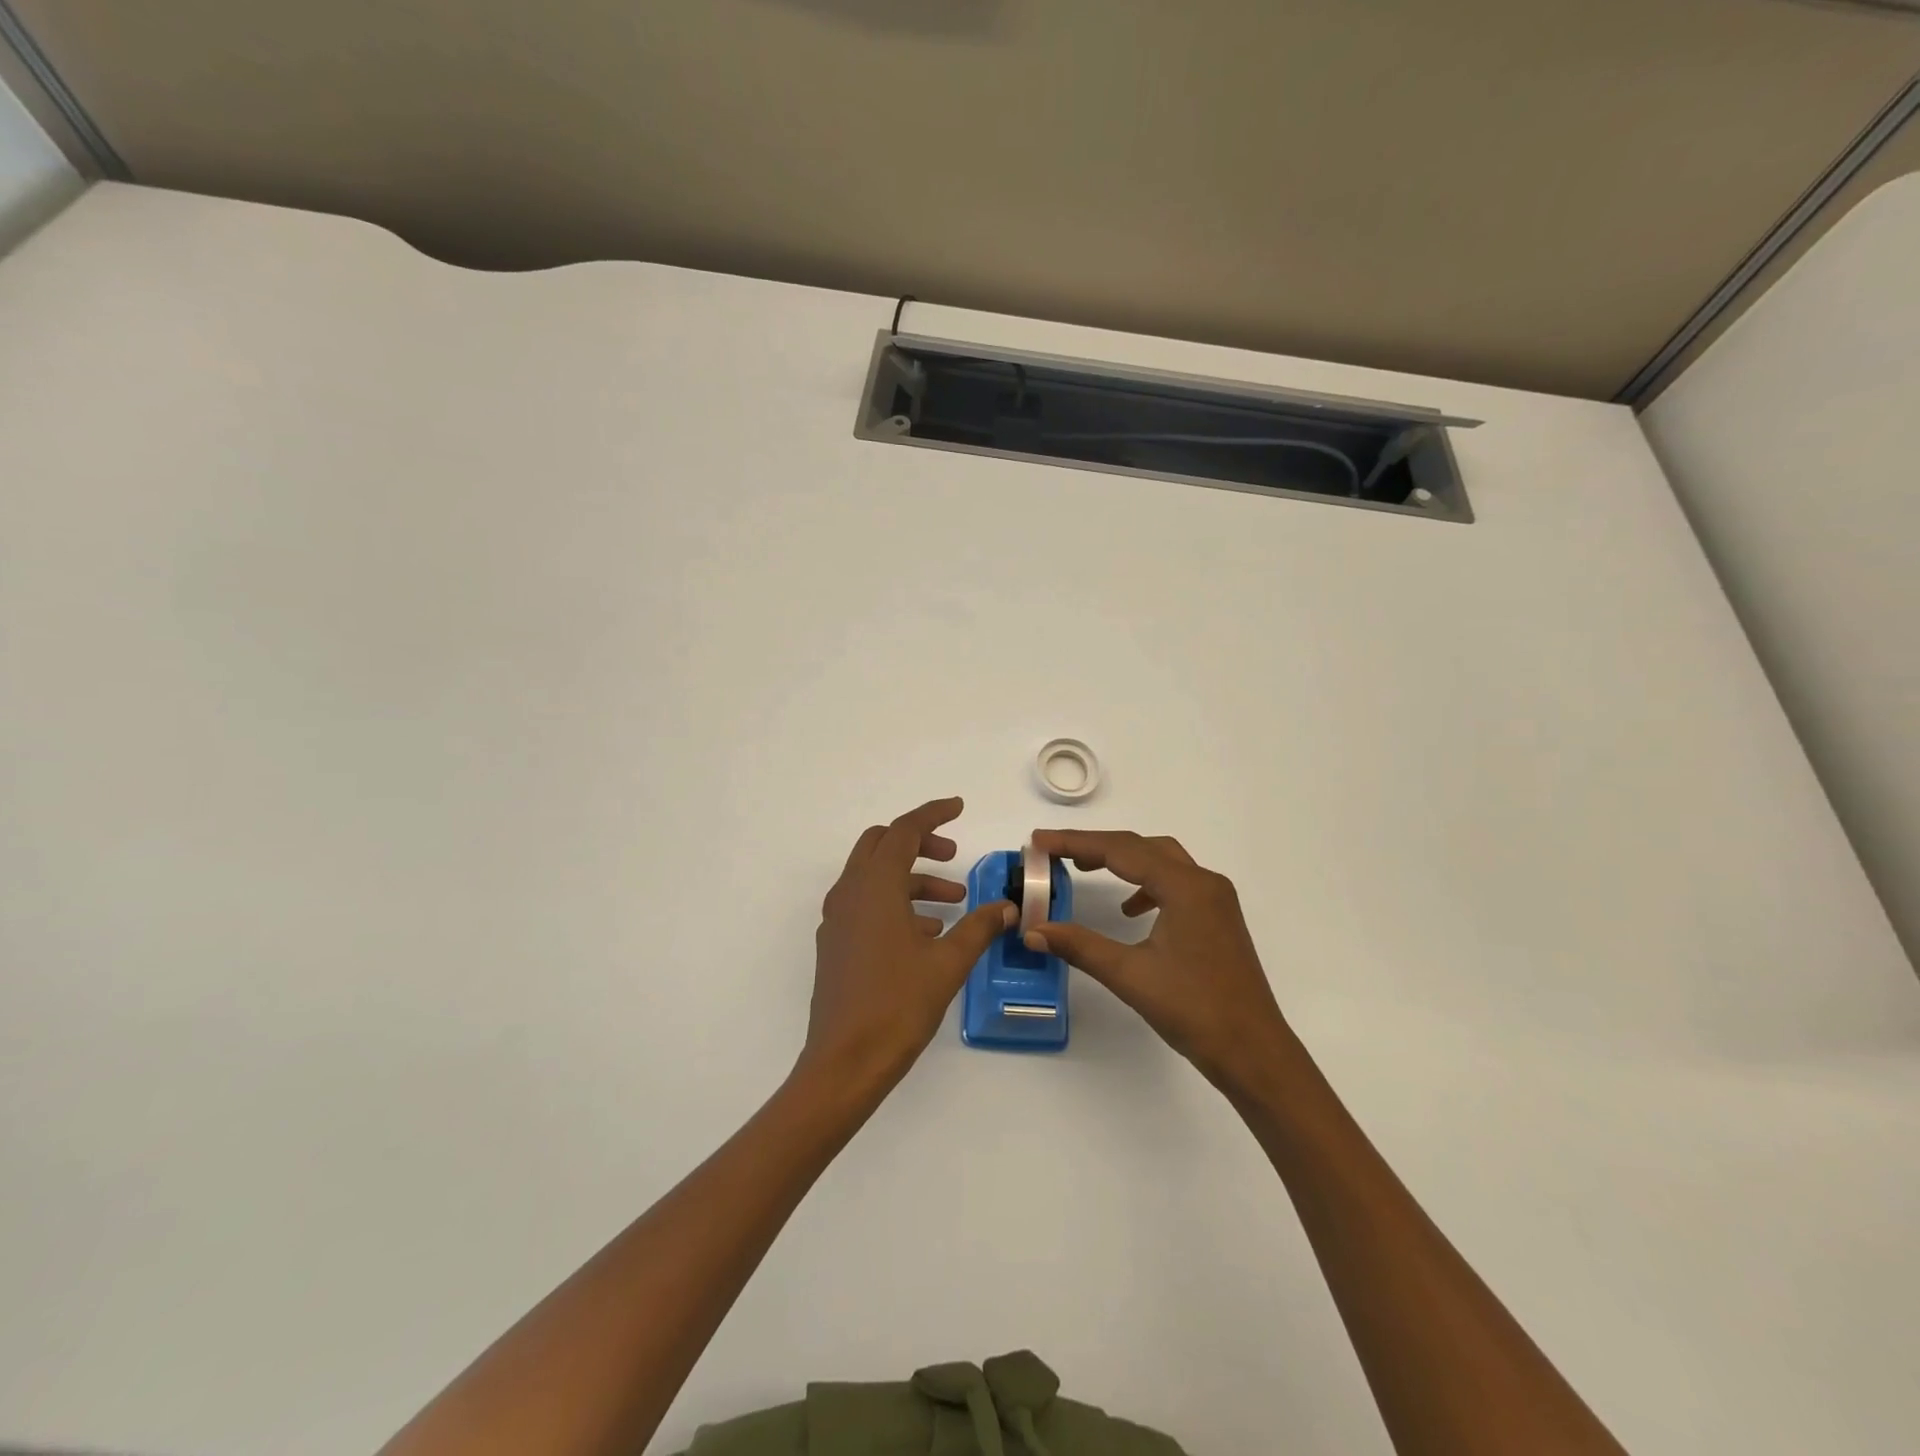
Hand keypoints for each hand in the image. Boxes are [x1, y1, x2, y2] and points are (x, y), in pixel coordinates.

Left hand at [797, 797, 1013, 1100]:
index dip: (933, 814)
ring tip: (953, 902)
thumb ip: (979, 927)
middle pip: (882, 844)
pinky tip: (927, 932)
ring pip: (874, 876)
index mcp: (875, 886)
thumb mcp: (948, 963)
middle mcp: (850, 893)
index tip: (959, 807)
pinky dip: (896, 903)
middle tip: (954, 856)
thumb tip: (1006, 907)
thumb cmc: (898, 1004)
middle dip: (919, 843)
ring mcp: (837, 918)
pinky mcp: (834, 943)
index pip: (904, 831)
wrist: (845, 1062)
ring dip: (912, 878)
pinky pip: (866, 904)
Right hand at [1025, 829, 1293, 1092]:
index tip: (1038, 840)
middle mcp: (1203, 882)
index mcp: (1185, 887)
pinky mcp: (1217, 918)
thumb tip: (1033, 930)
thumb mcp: (1130, 975)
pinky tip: (1129, 910)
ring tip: (1084, 868)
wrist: (1254, 1052)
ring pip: (1160, 860)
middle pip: (1141, 847)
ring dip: (1122, 859)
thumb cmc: (1194, 1010)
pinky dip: (1145, 884)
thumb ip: (1080, 945)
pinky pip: (1175, 883)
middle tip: (1054, 852)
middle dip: (1095, 846)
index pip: (1120, 850)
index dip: (1075, 842)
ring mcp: (1215, 900)